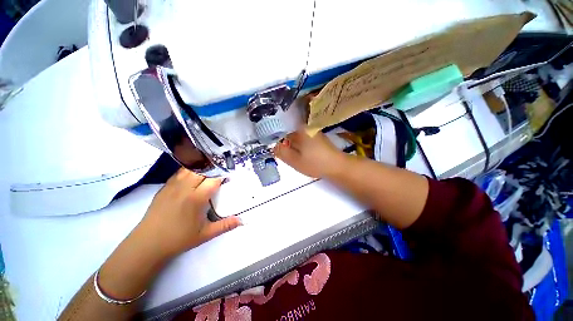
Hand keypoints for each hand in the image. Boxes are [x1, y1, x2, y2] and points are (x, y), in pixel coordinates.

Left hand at [135, 168, 241, 257]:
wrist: (147, 244)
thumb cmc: (178, 239)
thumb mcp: (205, 234)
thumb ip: (225, 225)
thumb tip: (242, 221)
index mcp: (196, 198)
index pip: (213, 179)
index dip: (222, 175)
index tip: (228, 175)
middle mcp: (185, 188)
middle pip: (202, 170)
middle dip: (213, 168)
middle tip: (220, 171)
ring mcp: (173, 186)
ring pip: (189, 168)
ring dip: (201, 167)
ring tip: (208, 170)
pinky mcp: (164, 188)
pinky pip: (179, 173)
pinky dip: (189, 170)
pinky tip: (192, 175)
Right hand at [274, 130, 346, 177]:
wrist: (337, 166)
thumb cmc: (315, 163)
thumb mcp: (294, 160)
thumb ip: (281, 152)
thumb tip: (273, 146)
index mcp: (299, 130)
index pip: (281, 129)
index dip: (275, 138)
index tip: (274, 147)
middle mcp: (306, 127)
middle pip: (289, 132)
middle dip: (284, 142)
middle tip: (284, 154)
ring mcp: (312, 131)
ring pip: (296, 136)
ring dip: (291, 144)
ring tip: (292, 155)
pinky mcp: (317, 137)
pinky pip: (303, 139)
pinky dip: (299, 145)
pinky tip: (300, 154)